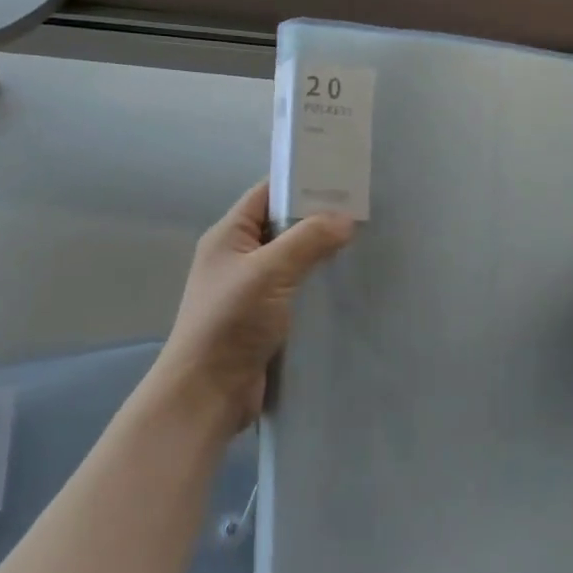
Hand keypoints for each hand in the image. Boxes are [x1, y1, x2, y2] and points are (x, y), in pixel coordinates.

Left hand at [152, 182, 353, 440]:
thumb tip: (345, 219)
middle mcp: (239, 258)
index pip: (267, 194)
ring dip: (324, 255)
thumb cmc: (230, 322)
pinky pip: (299, 291)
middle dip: (320, 219)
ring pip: (295, 260)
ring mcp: (253, 290)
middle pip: (284, 226)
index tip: (343, 179)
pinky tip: (349, 285)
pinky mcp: (267, 319)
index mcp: (229, 236)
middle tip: (365, 212)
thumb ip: (308, 240)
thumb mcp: (269, 271)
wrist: (206, 394)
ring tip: (366, 245)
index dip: (301, 183)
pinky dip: (321, 286)